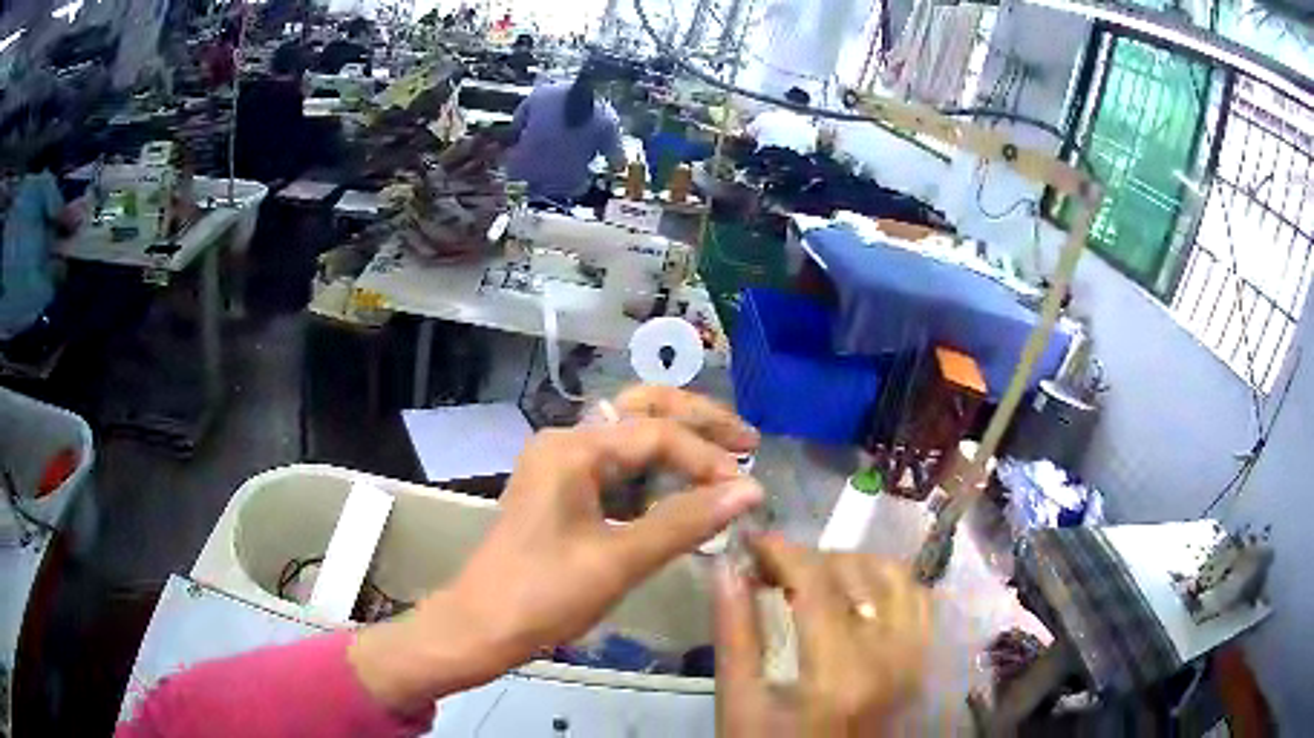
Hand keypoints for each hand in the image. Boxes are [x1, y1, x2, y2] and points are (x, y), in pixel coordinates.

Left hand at [349, 386, 761, 714]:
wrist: (482, 626)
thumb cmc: (544, 595)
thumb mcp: (619, 560)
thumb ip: (685, 521)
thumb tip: (750, 490)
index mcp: (573, 448)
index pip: (658, 434)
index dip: (708, 459)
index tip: (748, 489)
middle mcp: (567, 442)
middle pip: (643, 410)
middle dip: (698, 421)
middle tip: (748, 440)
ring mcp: (563, 464)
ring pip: (631, 434)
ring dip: (679, 440)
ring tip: (728, 455)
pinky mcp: (565, 490)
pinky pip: (620, 466)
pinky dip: (657, 471)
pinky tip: (686, 487)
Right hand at [716, 535, 931, 736]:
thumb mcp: (741, 706)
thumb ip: (735, 635)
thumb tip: (727, 568)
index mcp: (840, 671)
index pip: (816, 582)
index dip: (781, 551)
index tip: (751, 543)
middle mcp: (892, 655)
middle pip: (859, 571)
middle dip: (810, 558)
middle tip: (773, 571)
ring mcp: (916, 658)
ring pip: (897, 577)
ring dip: (853, 566)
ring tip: (814, 581)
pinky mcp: (923, 663)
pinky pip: (918, 601)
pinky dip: (887, 585)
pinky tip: (856, 599)